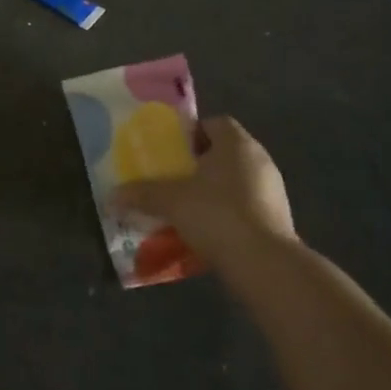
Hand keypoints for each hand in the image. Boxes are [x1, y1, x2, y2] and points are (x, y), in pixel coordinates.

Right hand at [114, 117, 296, 271]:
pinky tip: (207, 233)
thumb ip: (142, 194)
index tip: (171, 152)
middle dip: (198, 165)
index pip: (214, 123)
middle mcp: (259, 159)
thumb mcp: (171, 201)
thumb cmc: (217, 215)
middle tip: (173, 180)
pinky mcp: (279, 220)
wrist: (266, 266)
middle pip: (224, 153)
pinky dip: (228, 215)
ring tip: (186, 209)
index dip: (191, 134)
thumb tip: (111, 196)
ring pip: (235, 181)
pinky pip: (246, 207)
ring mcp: (273, 191)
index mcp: (237, 143)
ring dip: (213, 192)